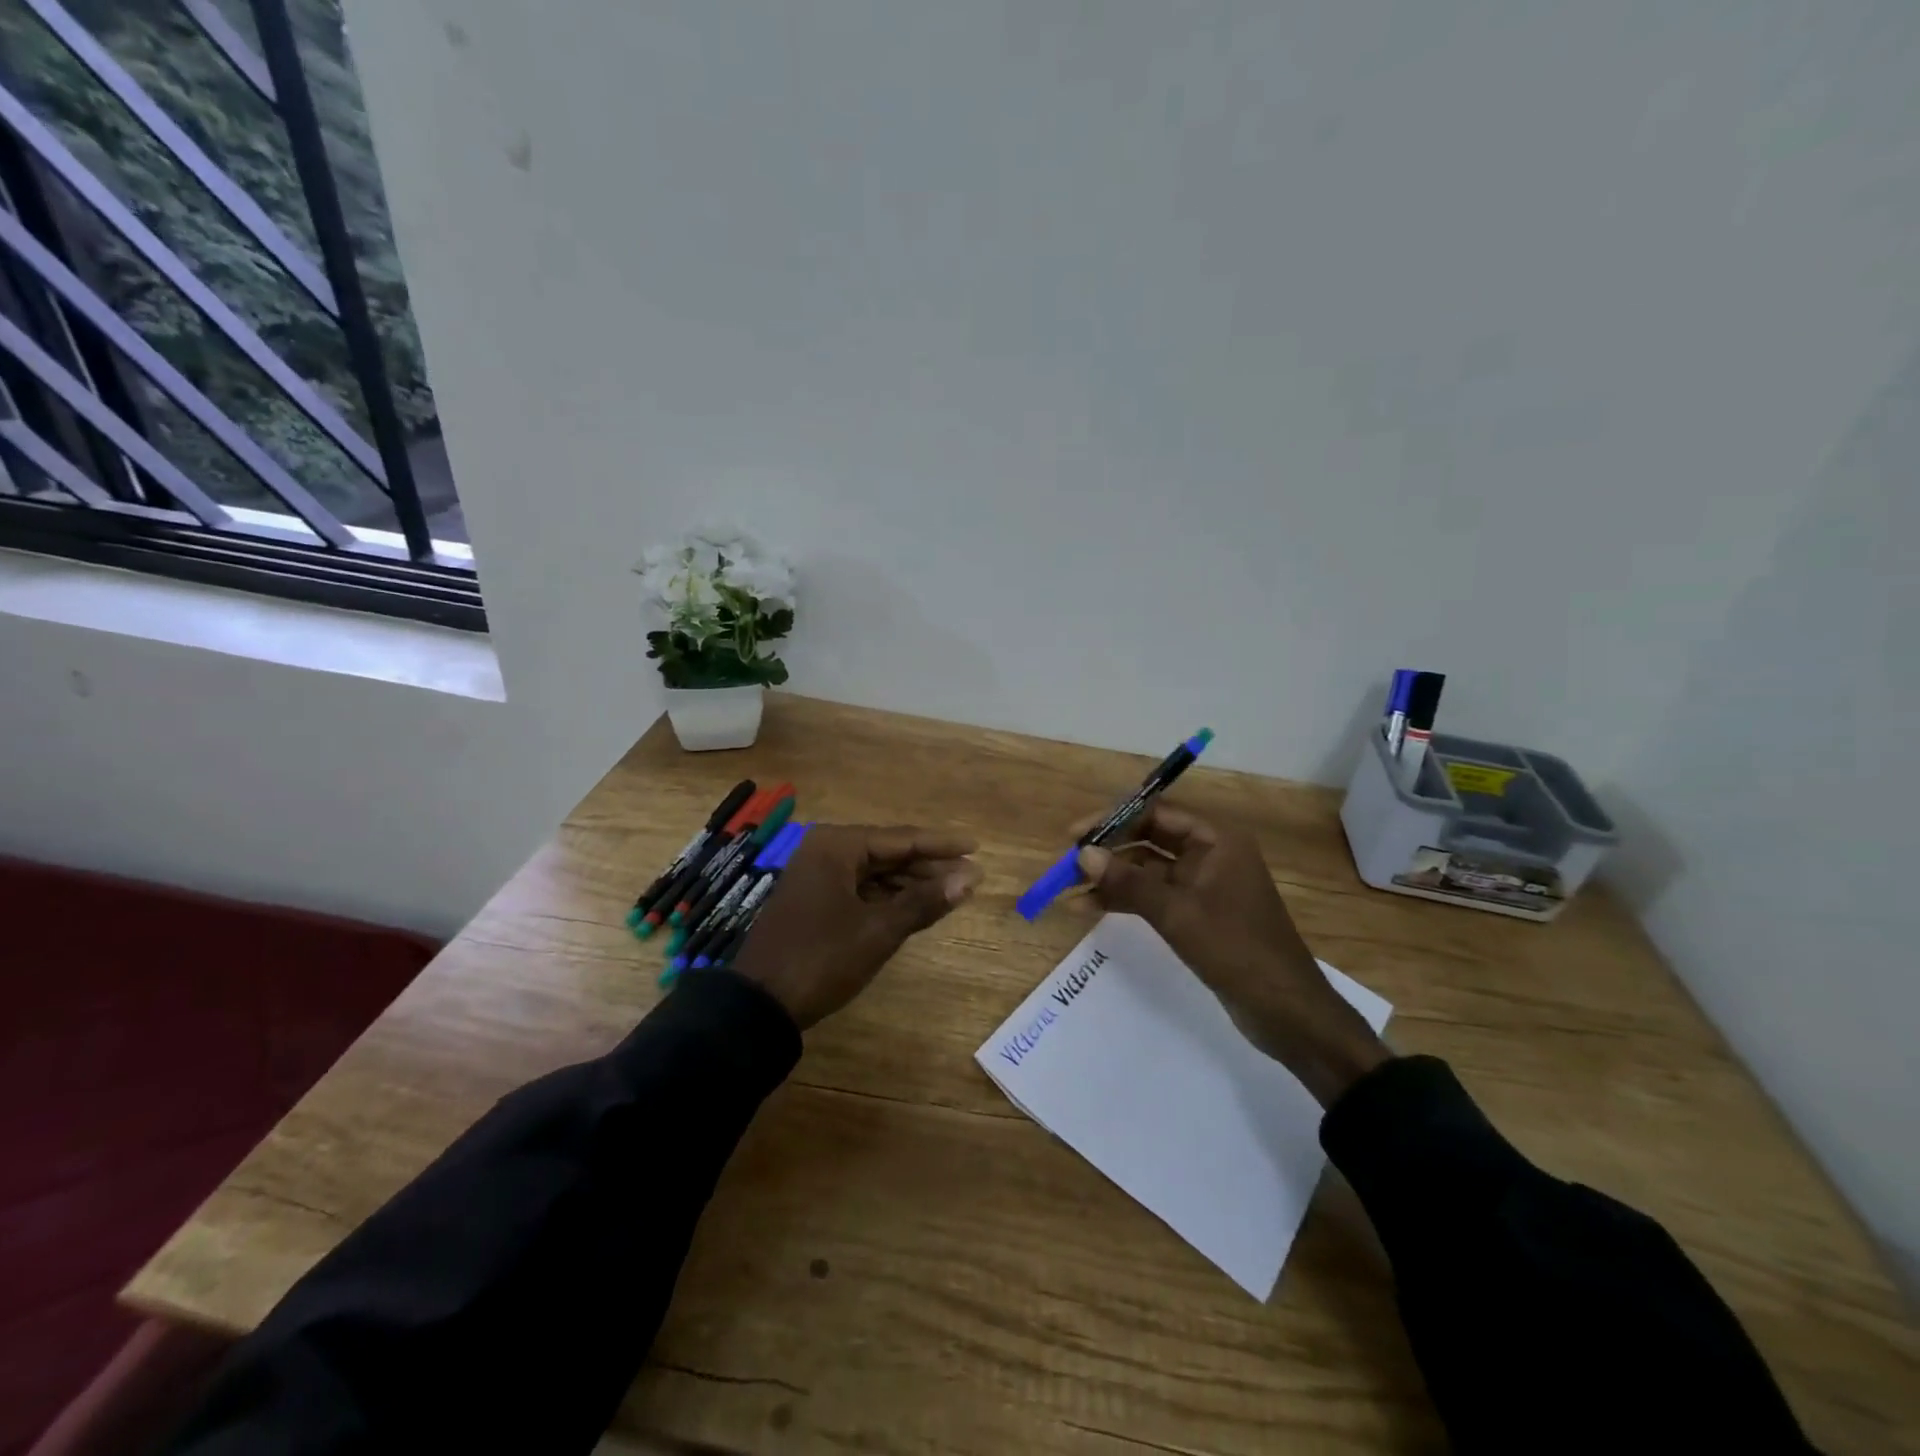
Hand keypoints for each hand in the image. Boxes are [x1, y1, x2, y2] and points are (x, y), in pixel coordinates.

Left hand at [730, 825, 981, 1028]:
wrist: (760, 1005)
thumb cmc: (822, 958)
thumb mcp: (879, 931)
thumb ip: (925, 901)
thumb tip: (970, 878)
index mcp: (837, 846)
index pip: (901, 839)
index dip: (941, 845)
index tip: (977, 848)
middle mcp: (826, 851)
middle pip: (889, 853)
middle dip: (930, 866)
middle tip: (971, 875)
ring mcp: (818, 876)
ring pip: (877, 873)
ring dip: (913, 883)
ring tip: (953, 892)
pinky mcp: (816, 900)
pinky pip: (862, 889)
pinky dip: (890, 898)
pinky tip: (917, 906)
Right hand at [1075, 804, 1389, 1106]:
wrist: (1287, 1012)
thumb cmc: (1236, 950)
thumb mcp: (1178, 914)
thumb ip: (1129, 882)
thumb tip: (1083, 854)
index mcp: (1216, 840)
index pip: (1156, 813)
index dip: (1113, 821)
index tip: (1075, 835)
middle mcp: (1210, 855)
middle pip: (1149, 839)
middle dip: (1108, 850)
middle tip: (1067, 864)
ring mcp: (1204, 886)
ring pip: (1148, 870)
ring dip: (1112, 878)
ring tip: (1069, 890)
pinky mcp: (1198, 914)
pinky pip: (1155, 897)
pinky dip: (1126, 900)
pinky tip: (1091, 908)